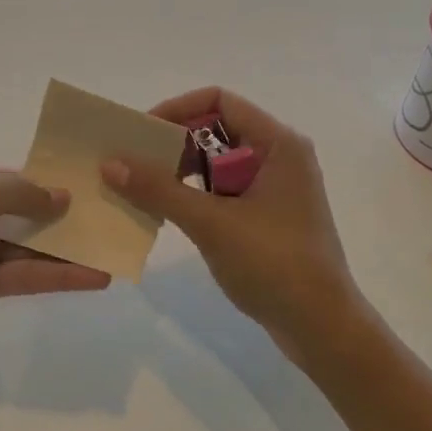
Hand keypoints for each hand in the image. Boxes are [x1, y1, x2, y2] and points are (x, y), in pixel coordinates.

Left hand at [0, 164, 110, 350]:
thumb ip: (21, 193)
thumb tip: (62, 195)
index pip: (18, 179)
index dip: (54, 183)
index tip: (96, 185)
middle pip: (29, 213)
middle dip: (69, 216)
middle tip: (117, 218)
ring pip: (32, 247)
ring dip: (71, 249)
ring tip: (116, 249)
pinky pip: (25, 277)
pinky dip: (59, 276)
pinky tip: (96, 276)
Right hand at [100, 88, 364, 362]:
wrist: (322, 329)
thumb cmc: (274, 264)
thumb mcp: (211, 223)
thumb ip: (159, 189)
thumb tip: (109, 163)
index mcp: (277, 143)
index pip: (218, 101)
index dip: (177, 109)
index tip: (141, 133)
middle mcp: (277, 156)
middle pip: (215, 129)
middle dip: (172, 143)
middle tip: (132, 163)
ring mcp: (272, 187)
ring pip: (215, 162)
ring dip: (179, 171)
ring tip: (141, 188)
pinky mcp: (265, 214)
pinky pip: (221, 189)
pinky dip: (193, 195)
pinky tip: (165, 212)